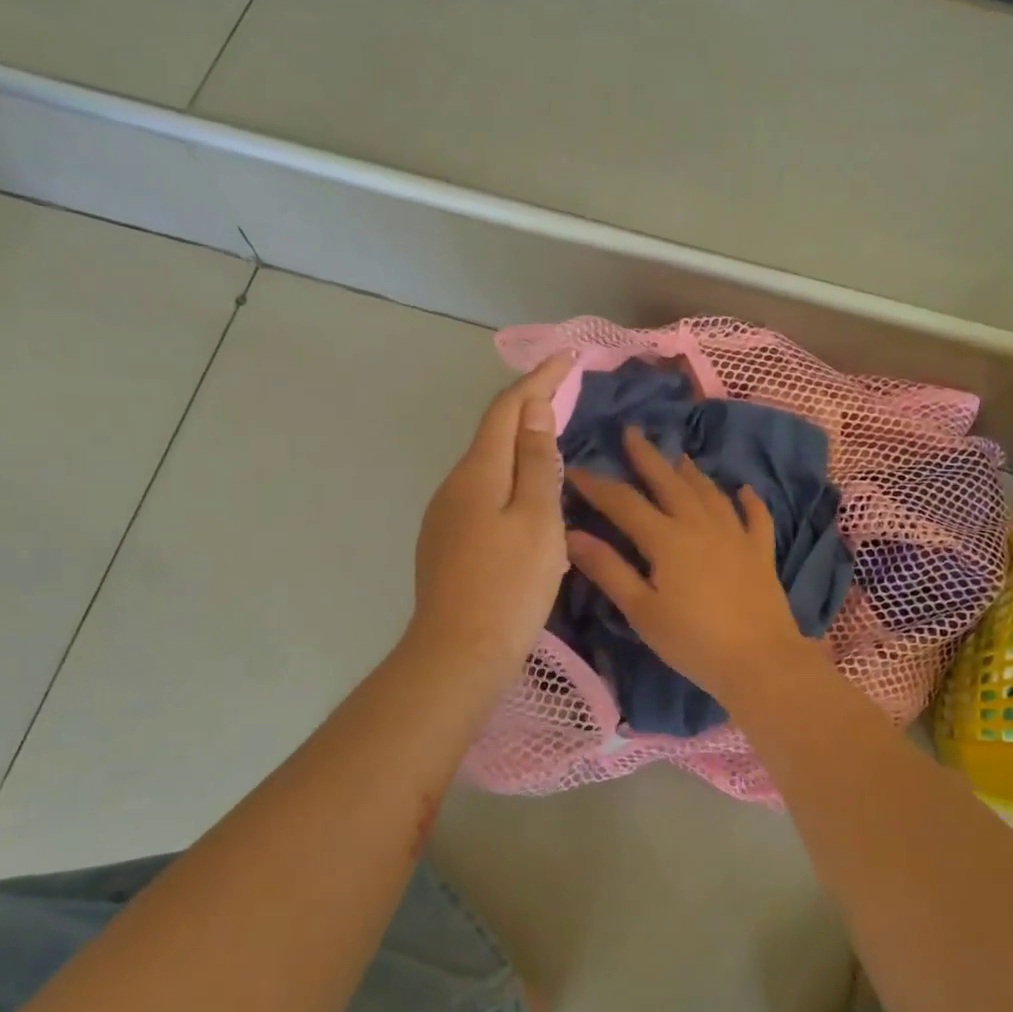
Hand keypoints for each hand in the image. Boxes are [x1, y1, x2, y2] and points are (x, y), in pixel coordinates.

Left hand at [408, 354, 572, 682]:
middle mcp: (454, 485)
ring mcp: (445, 515)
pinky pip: (482, 495)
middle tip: (566, 395)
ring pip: (487, 466)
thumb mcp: (537, 520)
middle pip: (493, 433)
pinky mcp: (446, 542)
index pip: (507, 409)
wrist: (458, 653)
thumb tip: (533, 409)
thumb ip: (535, 462)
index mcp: (478, 473)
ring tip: (553, 442)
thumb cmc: (509, 585)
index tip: (567, 357)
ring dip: (519, 445)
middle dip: (528, 407)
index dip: (537, 379)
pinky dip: (509, 480)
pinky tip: (528, 499)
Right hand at [565, 426, 818, 709]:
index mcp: (666, 538)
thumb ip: (608, 569)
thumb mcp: (642, 610)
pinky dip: (748, 501)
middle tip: (632, 432)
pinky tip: (744, 490)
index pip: (623, 502)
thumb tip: (571, 534)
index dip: (597, 484)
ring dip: (691, 473)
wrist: (760, 661)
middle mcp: (700, 524)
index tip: (575, 468)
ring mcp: (735, 535)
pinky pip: (755, 517)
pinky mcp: (760, 551)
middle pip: (669, 482)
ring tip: (678, 458)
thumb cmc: (693, 641)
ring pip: (709, 493)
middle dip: (647, 457)